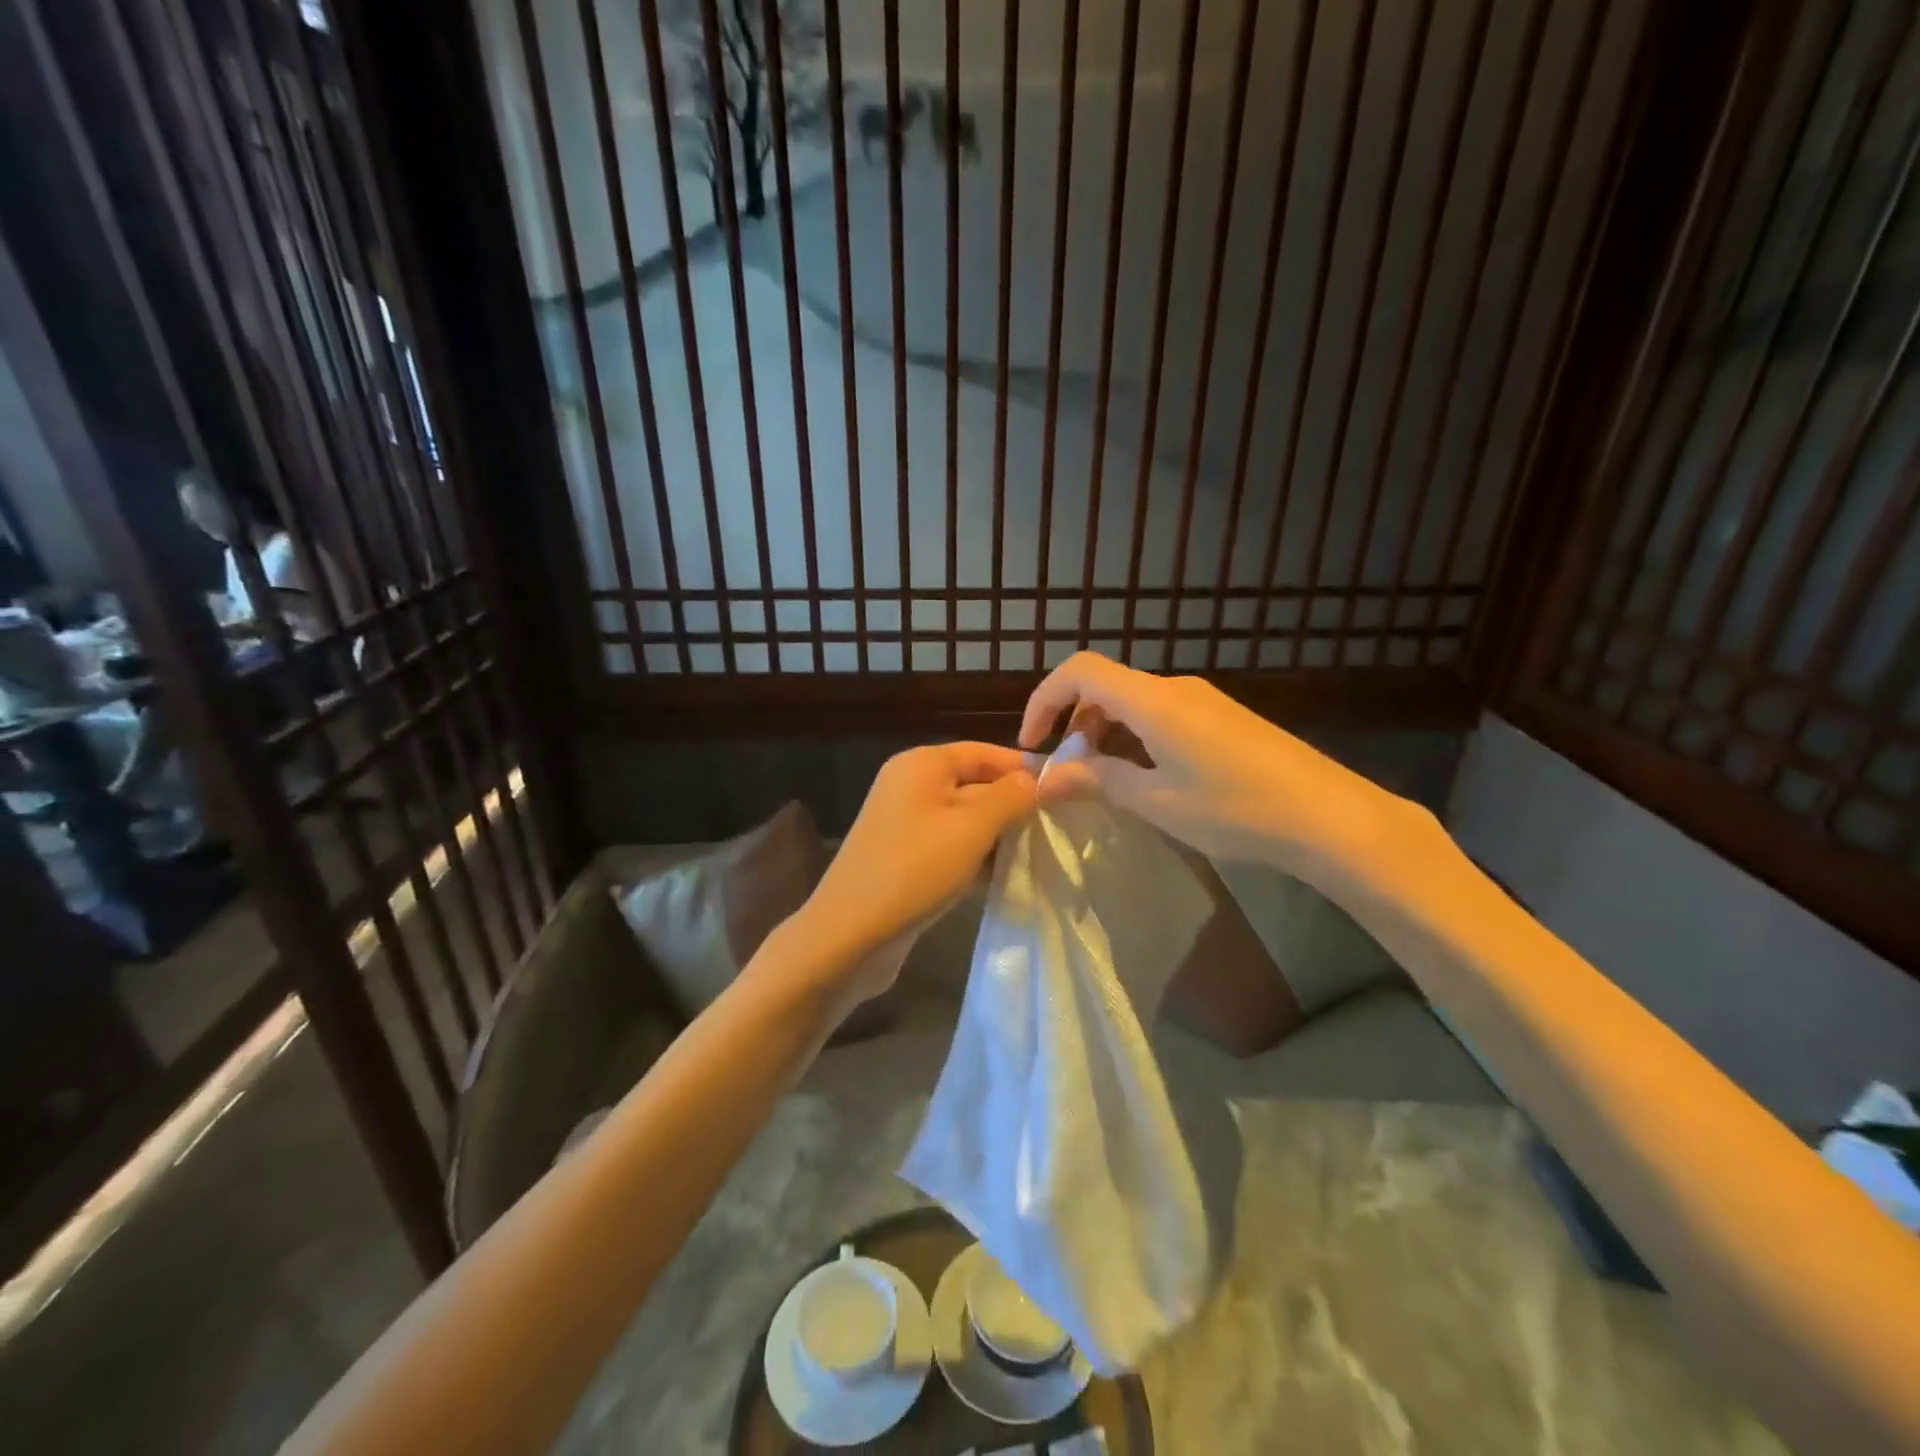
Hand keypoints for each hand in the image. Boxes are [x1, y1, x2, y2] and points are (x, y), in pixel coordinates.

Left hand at [781, 742, 1037, 1011]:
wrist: (850, 936)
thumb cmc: (914, 869)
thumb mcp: (972, 827)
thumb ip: (1013, 796)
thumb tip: (1046, 777)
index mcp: (922, 764)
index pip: (985, 752)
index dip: (1025, 768)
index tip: (1066, 792)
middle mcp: (911, 785)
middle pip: (976, 784)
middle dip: (1015, 806)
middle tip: (1058, 828)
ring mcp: (905, 824)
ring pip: (966, 820)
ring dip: (999, 836)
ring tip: (1038, 854)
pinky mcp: (905, 858)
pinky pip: (951, 847)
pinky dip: (976, 858)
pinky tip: (1003, 878)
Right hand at [1019, 652, 1412, 877]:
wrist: (1329, 816)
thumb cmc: (1236, 809)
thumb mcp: (1157, 802)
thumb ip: (1099, 781)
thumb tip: (1048, 778)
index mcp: (1153, 701)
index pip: (1079, 671)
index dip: (1044, 700)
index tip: (1034, 744)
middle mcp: (1175, 688)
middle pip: (1105, 686)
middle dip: (1074, 724)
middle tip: (1070, 775)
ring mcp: (1203, 701)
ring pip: (1133, 702)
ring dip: (1106, 734)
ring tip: (1106, 783)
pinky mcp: (1223, 717)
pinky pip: (1162, 714)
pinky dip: (1136, 737)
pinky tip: (1148, 779)